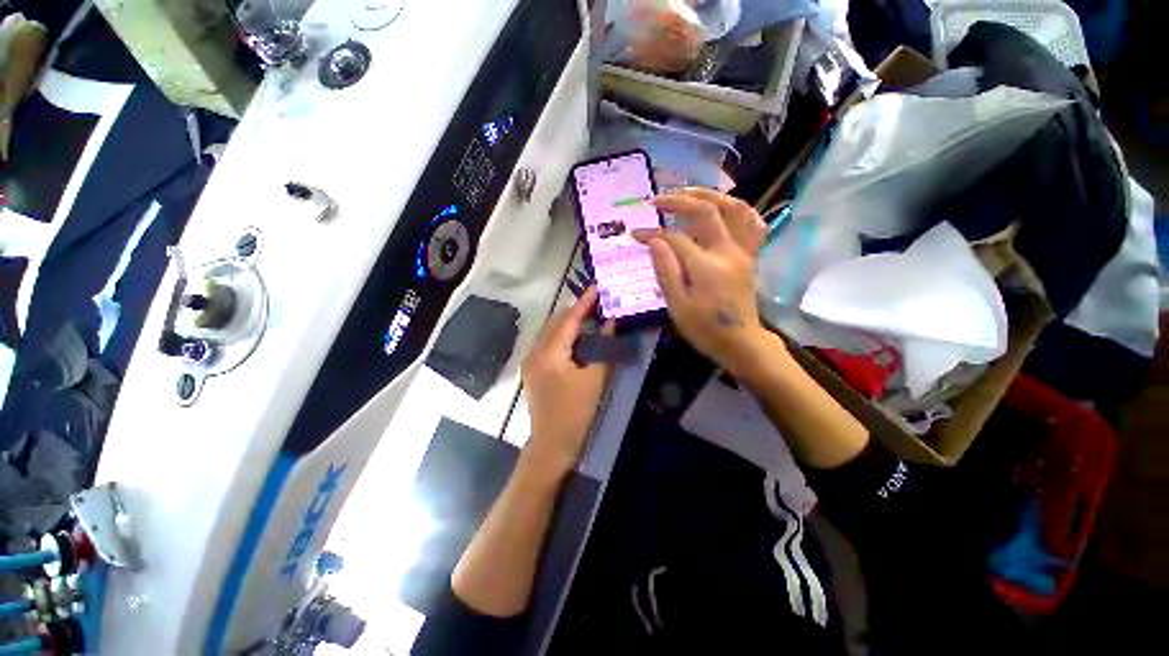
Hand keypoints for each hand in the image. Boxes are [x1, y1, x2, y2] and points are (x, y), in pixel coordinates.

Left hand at [521, 286, 613, 473]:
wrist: (551, 443)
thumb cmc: (575, 413)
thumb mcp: (594, 379)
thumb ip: (603, 348)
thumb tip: (610, 323)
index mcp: (550, 352)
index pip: (568, 320)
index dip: (584, 302)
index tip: (597, 286)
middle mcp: (535, 351)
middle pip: (556, 322)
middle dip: (576, 310)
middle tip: (597, 300)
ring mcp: (531, 360)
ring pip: (550, 331)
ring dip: (569, 322)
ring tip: (589, 315)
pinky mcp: (533, 369)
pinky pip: (548, 343)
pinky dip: (563, 335)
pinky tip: (577, 336)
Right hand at [634, 188, 773, 376]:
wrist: (741, 343)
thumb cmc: (705, 329)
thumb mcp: (677, 306)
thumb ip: (666, 271)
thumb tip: (655, 241)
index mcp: (706, 267)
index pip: (675, 238)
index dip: (652, 233)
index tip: (635, 234)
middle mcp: (727, 252)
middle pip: (705, 211)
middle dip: (678, 201)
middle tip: (656, 200)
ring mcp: (743, 252)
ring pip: (734, 209)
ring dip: (710, 195)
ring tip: (687, 193)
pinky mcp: (749, 256)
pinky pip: (752, 224)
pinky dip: (738, 209)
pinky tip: (723, 207)